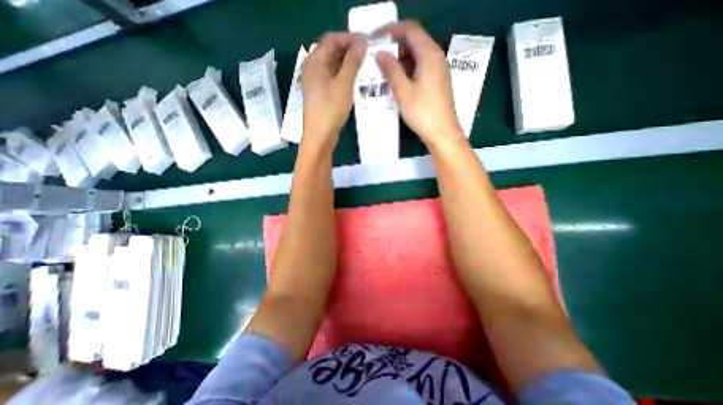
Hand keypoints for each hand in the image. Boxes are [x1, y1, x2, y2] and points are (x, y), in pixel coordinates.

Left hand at [303, 32, 366, 150]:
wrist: (320, 136)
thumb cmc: (330, 110)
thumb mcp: (344, 84)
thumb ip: (353, 62)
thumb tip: (362, 42)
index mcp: (314, 61)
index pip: (332, 39)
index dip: (350, 38)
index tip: (368, 43)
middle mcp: (313, 69)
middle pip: (332, 52)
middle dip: (351, 52)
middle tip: (369, 56)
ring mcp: (317, 83)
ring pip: (335, 67)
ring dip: (349, 66)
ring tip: (366, 68)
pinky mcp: (322, 94)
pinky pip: (334, 79)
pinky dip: (345, 78)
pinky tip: (357, 82)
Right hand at [373, 21, 461, 145]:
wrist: (443, 133)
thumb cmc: (422, 112)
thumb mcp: (403, 91)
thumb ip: (391, 70)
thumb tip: (380, 54)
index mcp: (429, 54)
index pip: (410, 29)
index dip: (391, 30)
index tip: (375, 39)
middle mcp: (437, 57)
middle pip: (415, 41)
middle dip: (395, 45)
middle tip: (377, 57)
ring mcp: (439, 70)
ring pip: (417, 56)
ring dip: (400, 59)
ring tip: (383, 70)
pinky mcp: (438, 82)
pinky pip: (421, 67)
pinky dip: (408, 69)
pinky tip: (397, 81)